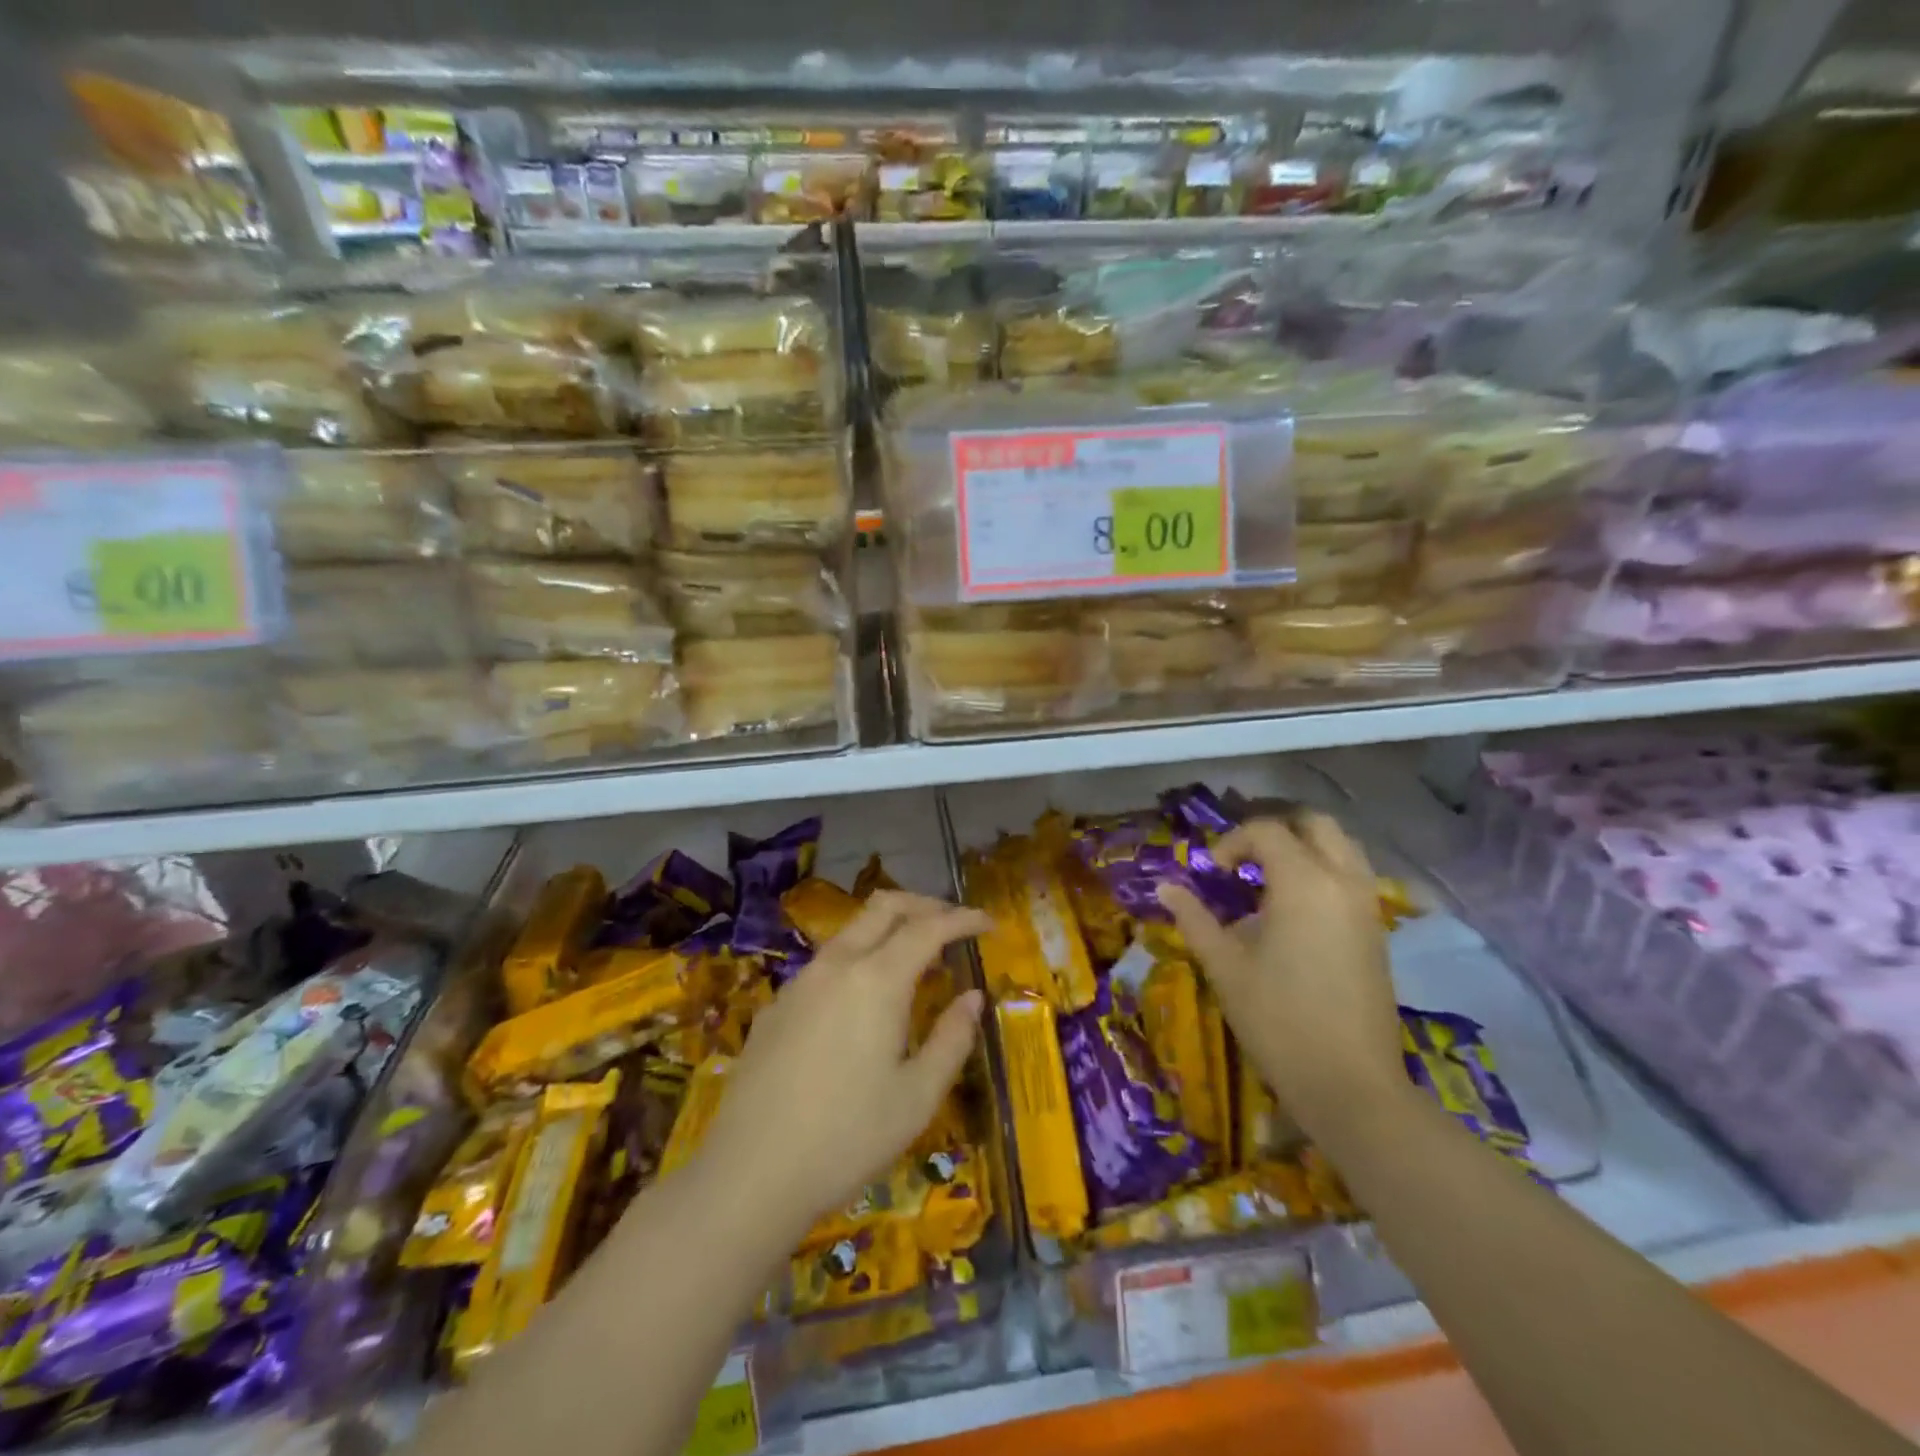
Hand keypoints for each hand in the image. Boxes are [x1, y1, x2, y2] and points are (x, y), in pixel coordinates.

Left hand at [694, 891, 988, 1237]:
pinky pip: (825, 964)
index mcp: (877, 980)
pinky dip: (857, 960)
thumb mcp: (917, 1097)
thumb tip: (972, 997)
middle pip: (884, 907)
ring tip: (914, 962)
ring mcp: (800, 982)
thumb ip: (952, 1038)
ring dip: (888, 930)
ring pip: (851, 931)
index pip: (929, 927)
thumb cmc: (847, 1137)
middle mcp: (836, 965)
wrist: (750, 1174)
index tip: (989, 923)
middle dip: (924, 905)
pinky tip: (861, 1004)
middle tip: (953, 925)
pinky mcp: (776, 1006)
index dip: (963, 919)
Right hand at [1159, 814, 1405, 1138]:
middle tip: (1244, 859)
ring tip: (1268, 880)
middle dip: (1276, 830)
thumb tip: (1166, 887)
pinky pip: (1352, 877)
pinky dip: (1323, 872)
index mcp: (1304, 882)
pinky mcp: (1377, 932)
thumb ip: (1195, 919)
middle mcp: (1343, 881)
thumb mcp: (1225, 967)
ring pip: (1341, 848)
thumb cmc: (1278, 1020)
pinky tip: (1294, 911)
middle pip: (1315, 824)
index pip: (1266, 831)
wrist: (1351, 1085)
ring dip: (1304, 848)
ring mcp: (1367, 906)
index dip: (1232, 842)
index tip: (1211, 873)